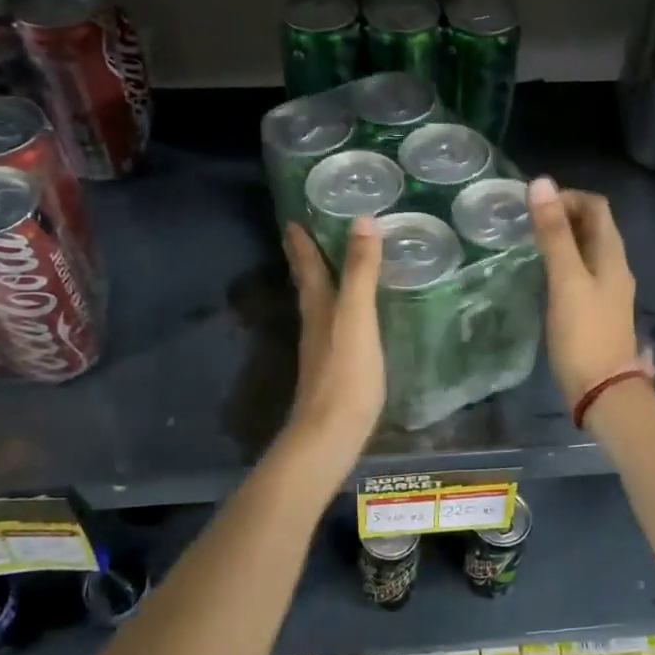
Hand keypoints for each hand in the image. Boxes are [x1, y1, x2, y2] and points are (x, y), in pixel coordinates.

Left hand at [283, 218, 384, 454]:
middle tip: (304, 238)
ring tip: (332, 269)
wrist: (330, 434)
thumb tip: (362, 220)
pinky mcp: (335, 370)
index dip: (300, 243)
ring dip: (322, 284)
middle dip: (306, 261)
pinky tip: (351, 319)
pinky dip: (339, 311)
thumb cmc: (345, 374)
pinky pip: (334, 327)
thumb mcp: (357, 317)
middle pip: (308, 285)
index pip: (308, 266)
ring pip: (319, 306)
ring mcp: (323, 349)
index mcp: (319, 307)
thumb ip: (360, 272)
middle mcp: (315, 324)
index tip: (292, 219)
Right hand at [527, 176, 640, 410]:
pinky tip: (541, 275)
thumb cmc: (583, 334)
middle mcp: (614, 266)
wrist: (603, 391)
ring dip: (561, 239)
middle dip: (562, 216)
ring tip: (528, 244)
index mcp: (612, 255)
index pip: (596, 206)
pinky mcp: (596, 310)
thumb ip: (554, 234)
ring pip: (586, 250)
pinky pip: (580, 272)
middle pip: (593, 226)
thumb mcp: (566, 280)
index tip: (535, 207)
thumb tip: (541, 183)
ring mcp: (607, 290)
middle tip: (526, 223)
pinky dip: (562, 263)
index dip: (567, 197)